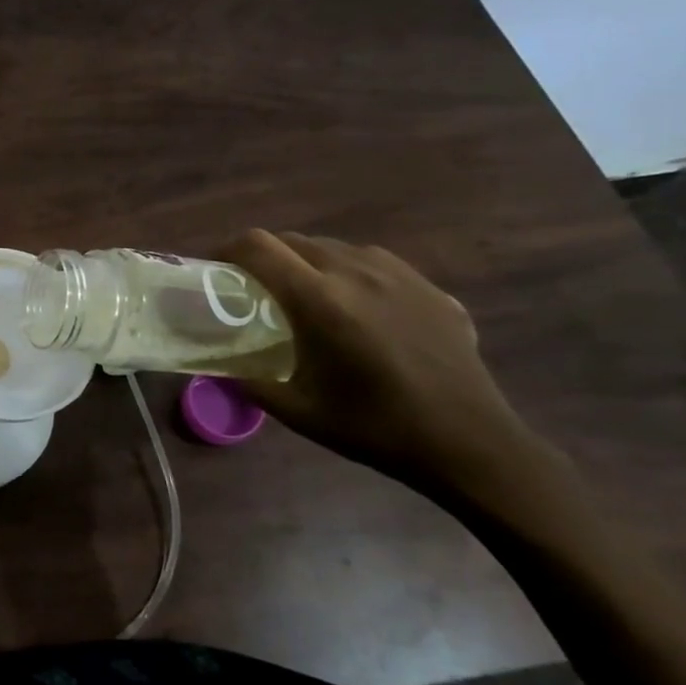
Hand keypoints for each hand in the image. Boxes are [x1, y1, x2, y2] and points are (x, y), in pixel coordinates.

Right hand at [218, 230, 544, 499]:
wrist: (469, 444)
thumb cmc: (375, 428)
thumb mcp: (297, 411)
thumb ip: (248, 380)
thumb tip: (216, 365)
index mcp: (320, 300)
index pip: (259, 246)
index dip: (228, 249)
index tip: (216, 269)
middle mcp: (357, 272)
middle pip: (294, 240)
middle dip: (266, 257)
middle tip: (256, 289)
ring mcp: (400, 275)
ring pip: (335, 248)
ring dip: (308, 263)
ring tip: (307, 297)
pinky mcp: (430, 287)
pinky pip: (375, 263)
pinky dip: (350, 274)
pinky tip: (358, 310)